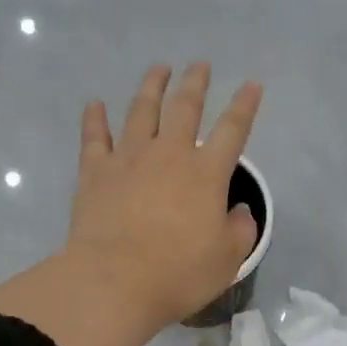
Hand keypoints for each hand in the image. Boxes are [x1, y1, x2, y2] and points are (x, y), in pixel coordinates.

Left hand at [67, 62, 262, 329]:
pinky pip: (94, 137)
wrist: (115, 281)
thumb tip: (237, 211)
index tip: (252, 84)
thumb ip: (240, 230)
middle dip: (195, 83)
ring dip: (151, 87)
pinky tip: (95, 104)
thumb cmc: (179, 273)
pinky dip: (95, 118)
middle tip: (199, 64)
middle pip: (185, 107)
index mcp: (207, 173)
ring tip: (159, 70)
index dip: (245, 105)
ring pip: (141, 111)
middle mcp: (169, 155)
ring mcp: (128, 159)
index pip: (233, 130)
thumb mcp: (228, 259)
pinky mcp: (95, 172)